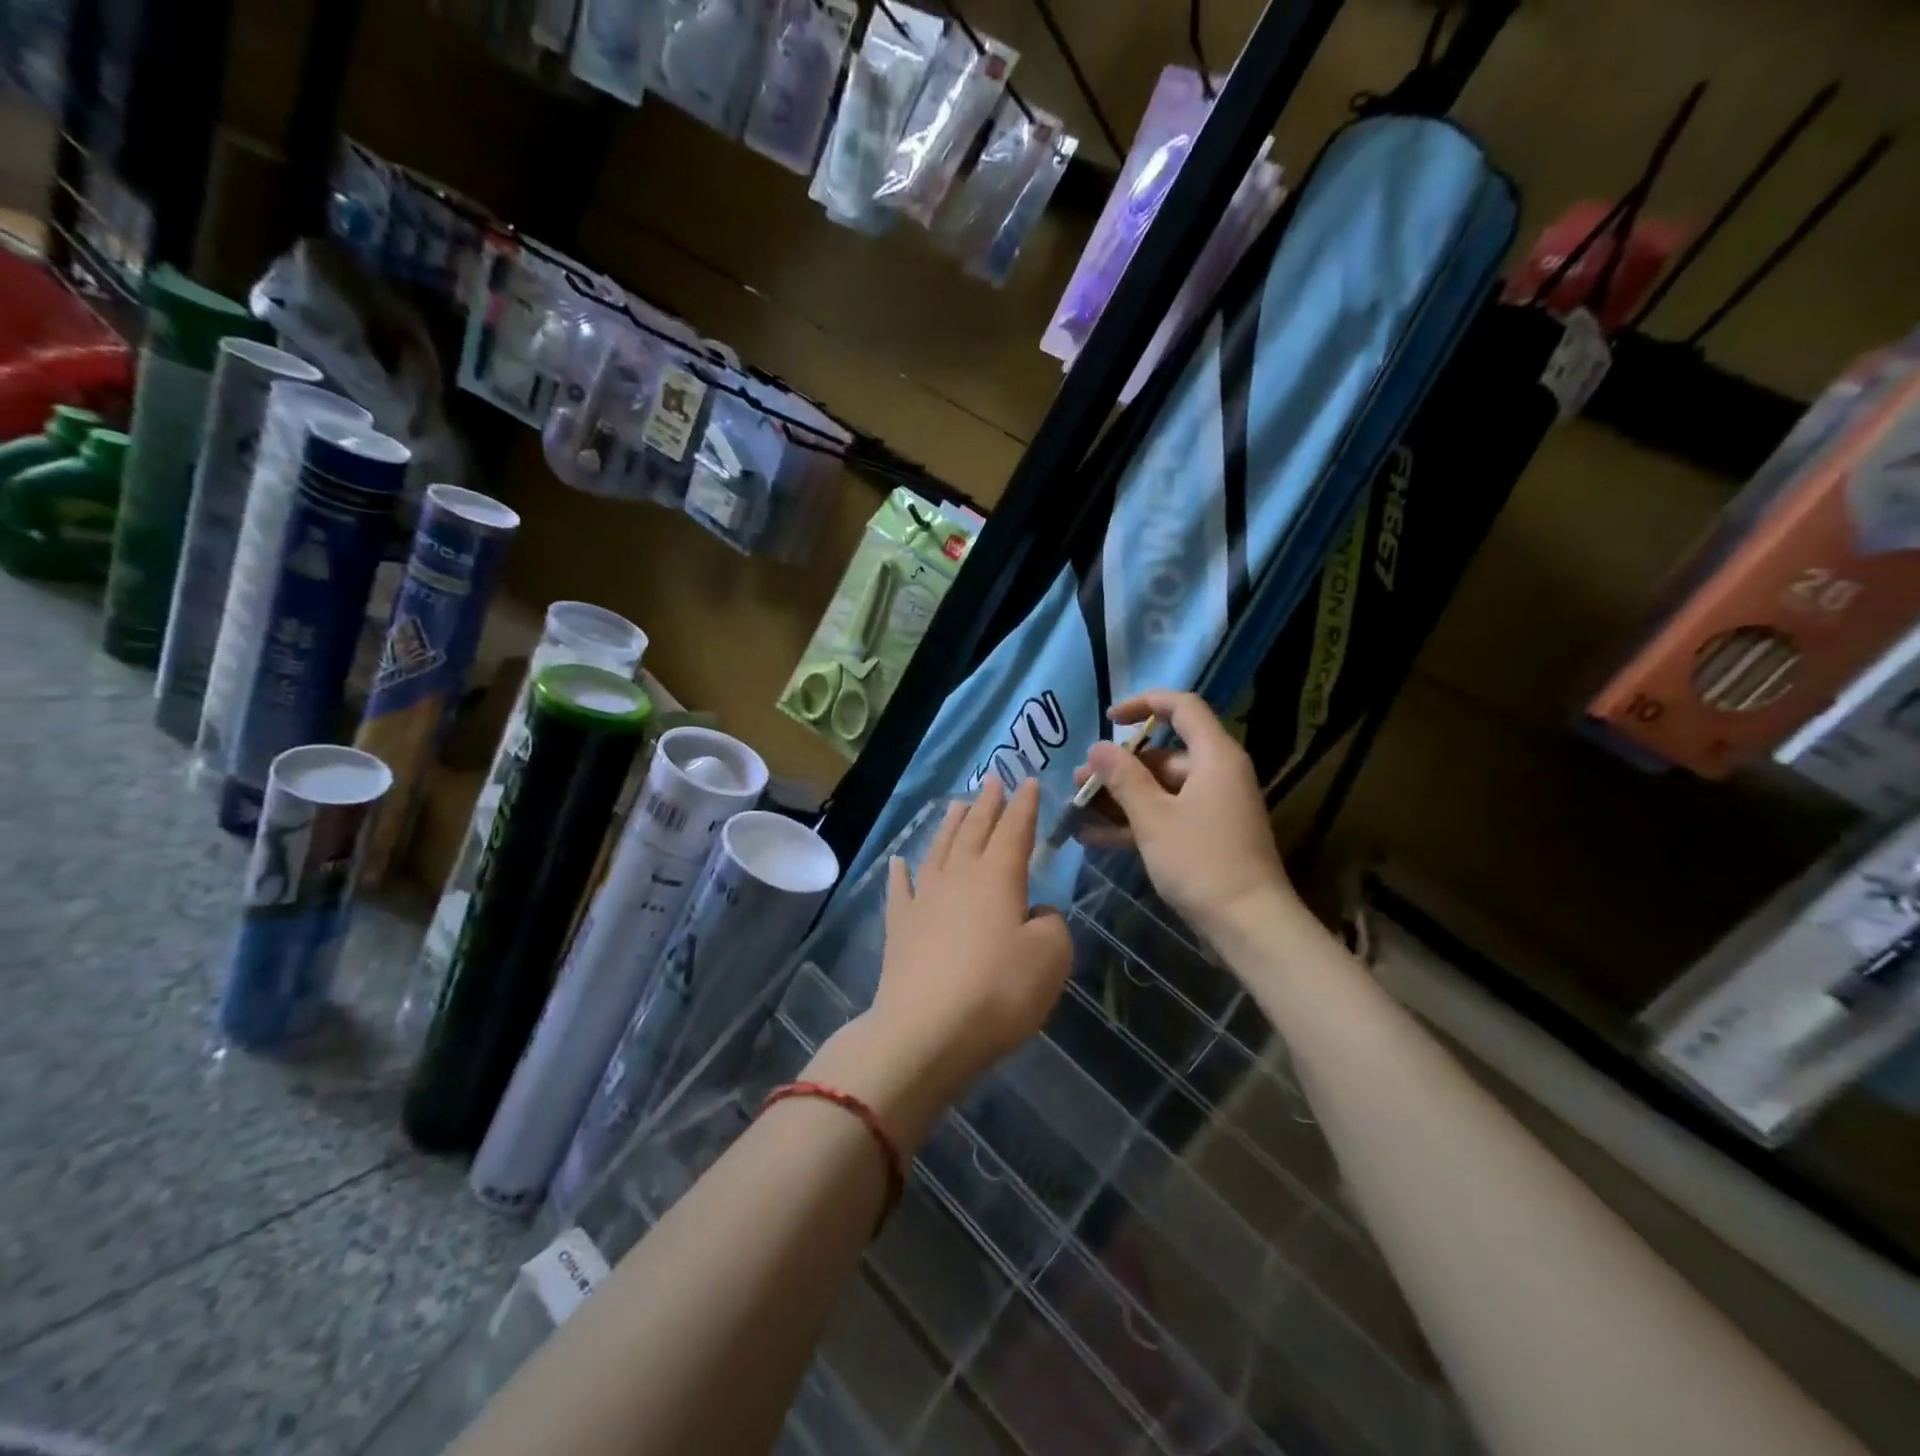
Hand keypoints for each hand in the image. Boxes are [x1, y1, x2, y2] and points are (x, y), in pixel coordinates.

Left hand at [810, 780, 1071, 1147]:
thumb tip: (1036, 914)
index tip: (1027, 781)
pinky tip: (898, 861)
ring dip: (950, 827)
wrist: (926, 1032)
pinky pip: (900, 890)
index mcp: (998, 878)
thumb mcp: (1050, 958)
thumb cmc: (998, 992)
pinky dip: (900, 873)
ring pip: (939, 851)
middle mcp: (959, 878)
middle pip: (975, 832)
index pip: (1015, 831)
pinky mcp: (899, 928)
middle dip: (987, 806)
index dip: (1024, 806)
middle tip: (993, 782)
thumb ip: (1052, 926)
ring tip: (958, 806)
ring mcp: (924, 900)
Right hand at [1079, 690, 1297, 945]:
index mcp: (1214, 757)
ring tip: (1078, 809)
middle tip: (1080, 782)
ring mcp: (1212, 808)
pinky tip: (1094, 838)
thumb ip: (1123, 778)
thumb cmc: (1202, 862)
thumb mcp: (1154, 817)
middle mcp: (1217, 774)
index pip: (1182, 708)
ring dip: (1120, 797)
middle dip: (1118, 766)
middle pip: (1163, 755)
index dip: (1143, 704)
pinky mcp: (1207, 837)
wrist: (1249, 926)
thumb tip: (1097, 747)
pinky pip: (1166, 816)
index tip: (1108, 720)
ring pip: (1160, 789)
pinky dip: (1135, 823)